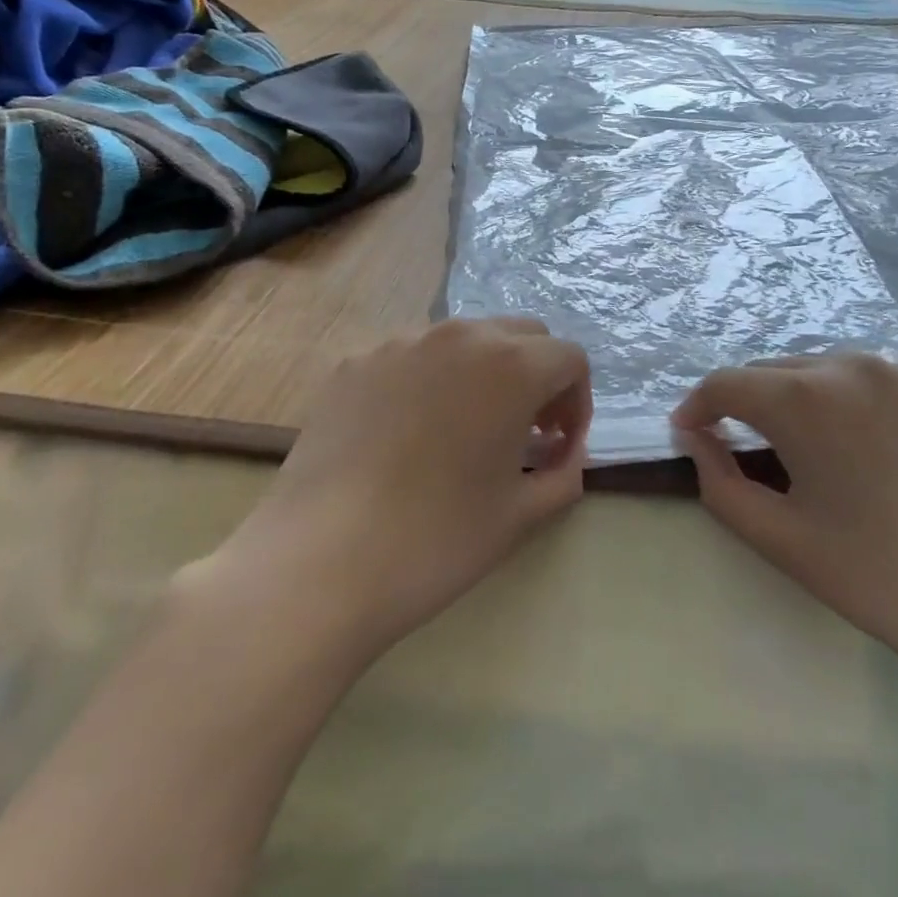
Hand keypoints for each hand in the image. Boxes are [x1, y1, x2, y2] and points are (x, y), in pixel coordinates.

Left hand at [201, 319, 590, 659]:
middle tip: (523, 432)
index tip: (558, 445)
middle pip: (521, 335)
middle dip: (536, 376)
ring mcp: (400, 343)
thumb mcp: (521, 515)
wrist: (321, 561)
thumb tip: (564, 453)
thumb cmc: (437, 539)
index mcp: (511, 364)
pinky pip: (411, 357)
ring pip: (464, 340)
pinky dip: (429, 381)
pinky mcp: (355, 362)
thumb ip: (564, 473)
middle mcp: (459, 335)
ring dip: (483, 374)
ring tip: (463, 430)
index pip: (569, 358)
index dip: (576, 401)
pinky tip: (407, 435)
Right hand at [673, 354, 897, 700]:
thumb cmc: (885, 582)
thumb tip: (697, 439)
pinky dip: (853, 407)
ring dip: (800, 402)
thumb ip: (718, 482)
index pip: (726, 383)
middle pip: (775, 372)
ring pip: (827, 373)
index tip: (689, 436)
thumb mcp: (781, 540)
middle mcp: (853, 365)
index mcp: (806, 396)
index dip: (698, 408)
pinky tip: (869, 453)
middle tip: (742, 449)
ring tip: (806, 451)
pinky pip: (878, 385)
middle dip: (747, 404)